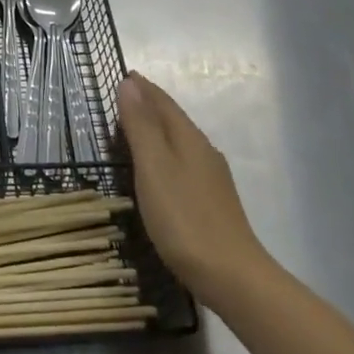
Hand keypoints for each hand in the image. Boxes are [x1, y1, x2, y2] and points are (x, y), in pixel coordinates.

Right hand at [119, 73, 269, 302]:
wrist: (232, 277)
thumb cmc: (184, 218)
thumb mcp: (153, 167)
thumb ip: (141, 125)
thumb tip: (130, 83)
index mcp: (189, 138)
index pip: (163, 102)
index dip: (142, 88)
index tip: (124, 75)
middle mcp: (203, 151)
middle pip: (172, 119)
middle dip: (148, 106)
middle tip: (121, 100)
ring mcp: (211, 178)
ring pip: (178, 141)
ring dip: (155, 130)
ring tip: (132, 131)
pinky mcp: (211, 201)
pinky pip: (182, 163)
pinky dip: (163, 154)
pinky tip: (156, 171)